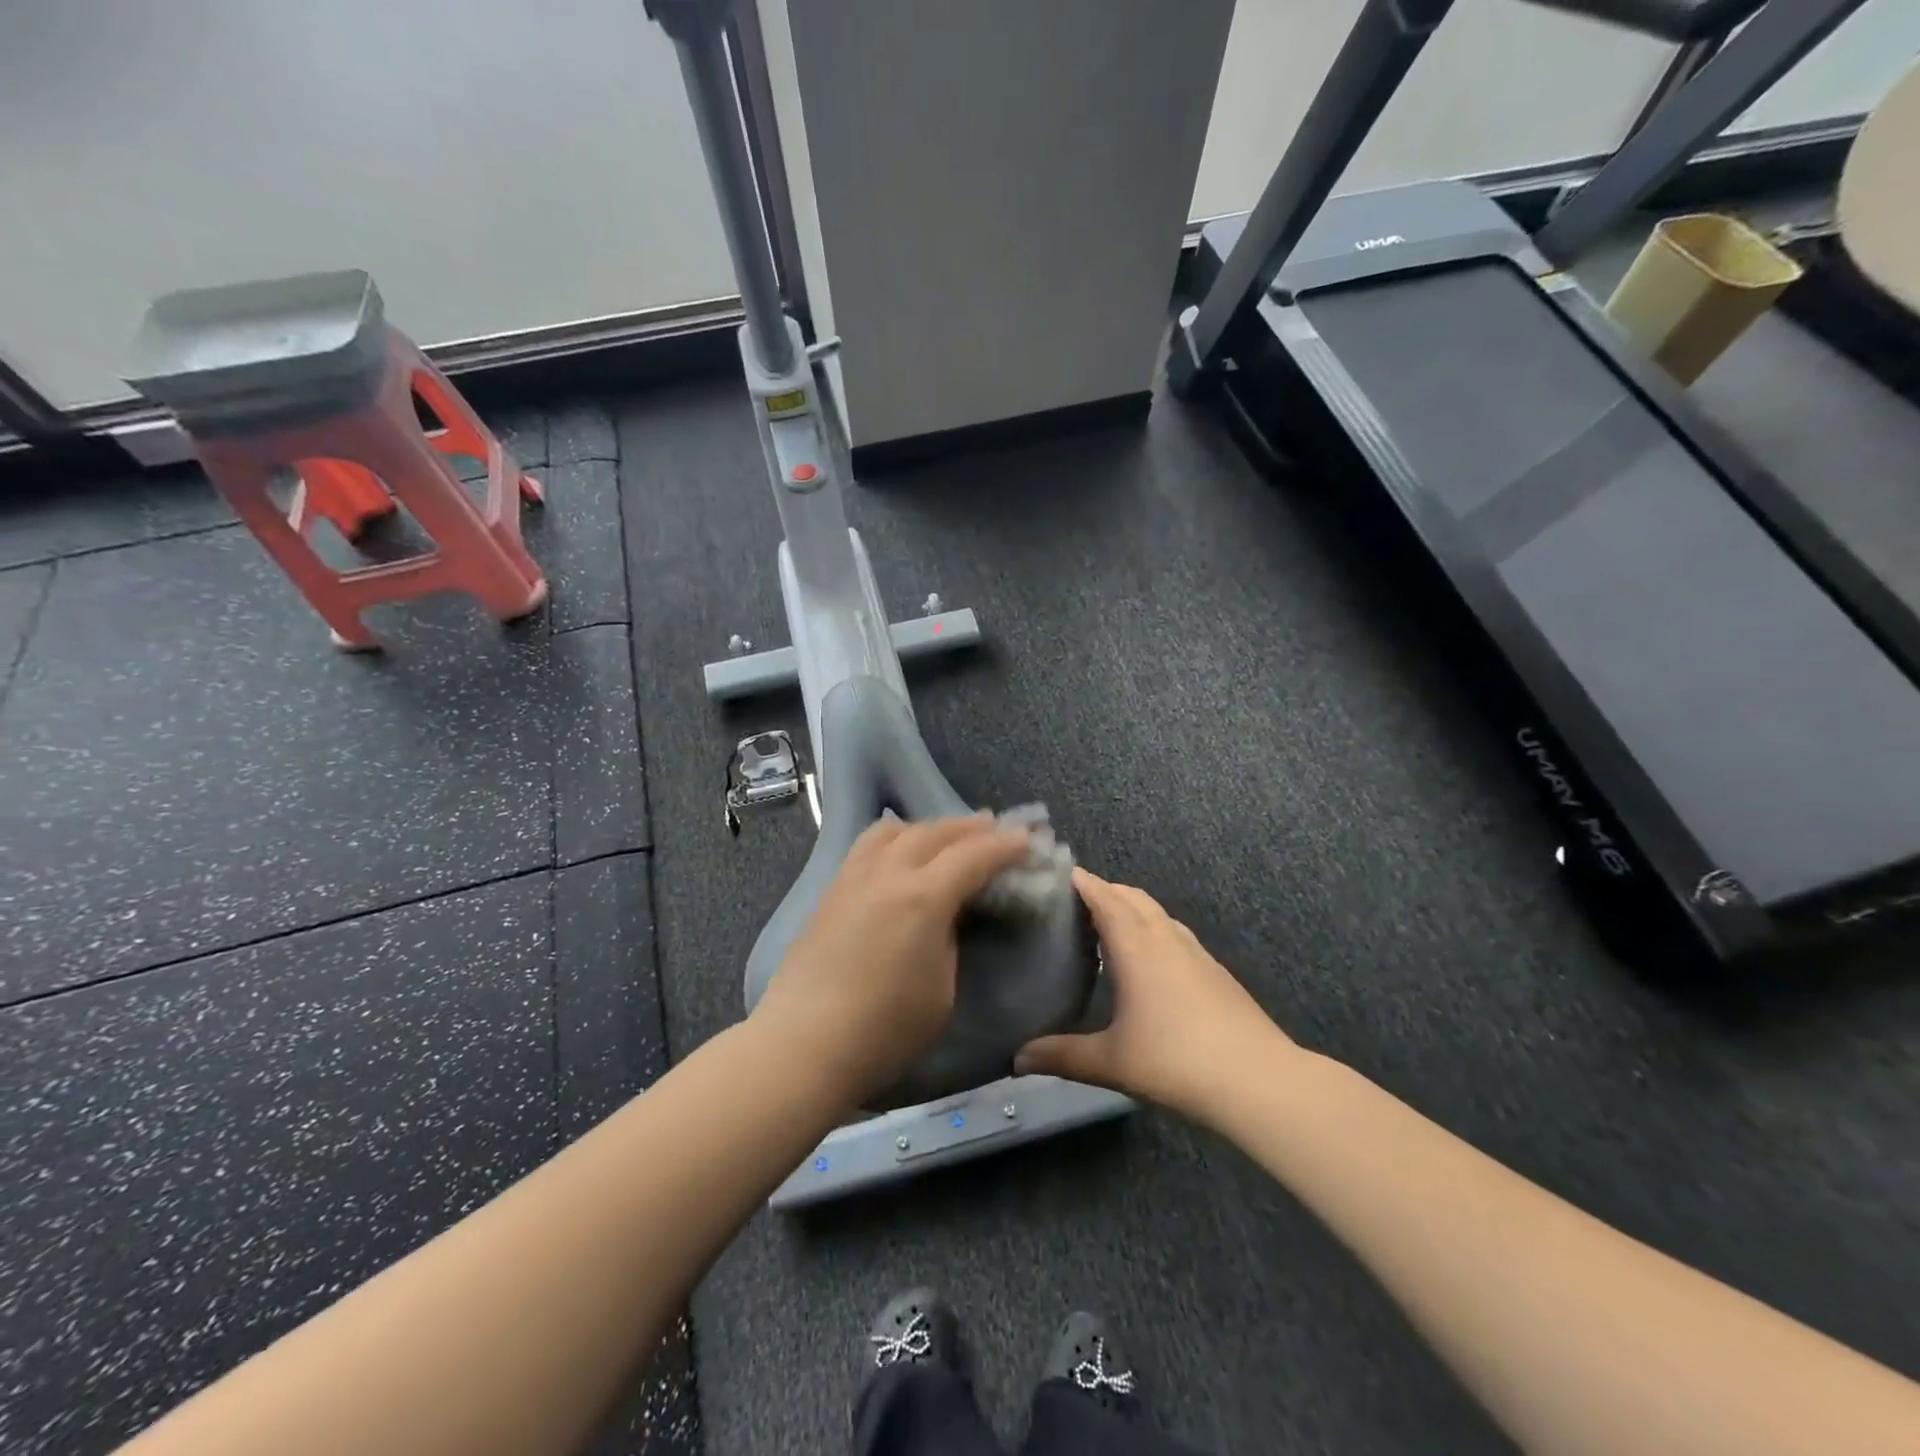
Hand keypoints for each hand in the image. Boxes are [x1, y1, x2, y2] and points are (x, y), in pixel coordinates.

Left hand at [752, 813, 1031, 1106]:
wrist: (803, 1044)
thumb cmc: (884, 1030)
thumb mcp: (942, 991)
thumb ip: (950, 942)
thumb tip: (947, 917)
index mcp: (923, 897)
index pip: (973, 856)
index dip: (1004, 846)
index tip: (1027, 840)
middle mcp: (887, 874)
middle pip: (934, 833)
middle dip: (969, 827)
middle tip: (994, 826)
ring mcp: (853, 878)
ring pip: (893, 830)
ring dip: (928, 826)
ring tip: (945, 834)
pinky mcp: (830, 892)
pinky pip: (867, 846)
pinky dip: (894, 838)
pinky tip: (898, 852)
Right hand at [1017, 869, 1297, 1119]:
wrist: (1257, 1079)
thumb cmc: (1176, 1061)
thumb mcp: (1111, 1061)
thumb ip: (1062, 1056)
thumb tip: (1016, 1058)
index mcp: (1136, 947)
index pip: (1105, 898)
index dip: (1082, 882)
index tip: (1057, 872)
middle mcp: (1165, 938)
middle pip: (1132, 897)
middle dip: (1104, 890)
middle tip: (1072, 900)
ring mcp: (1195, 951)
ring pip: (1157, 912)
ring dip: (1131, 907)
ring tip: (1106, 923)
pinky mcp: (1214, 969)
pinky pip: (1174, 932)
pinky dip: (1152, 928)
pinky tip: (1148, 958)